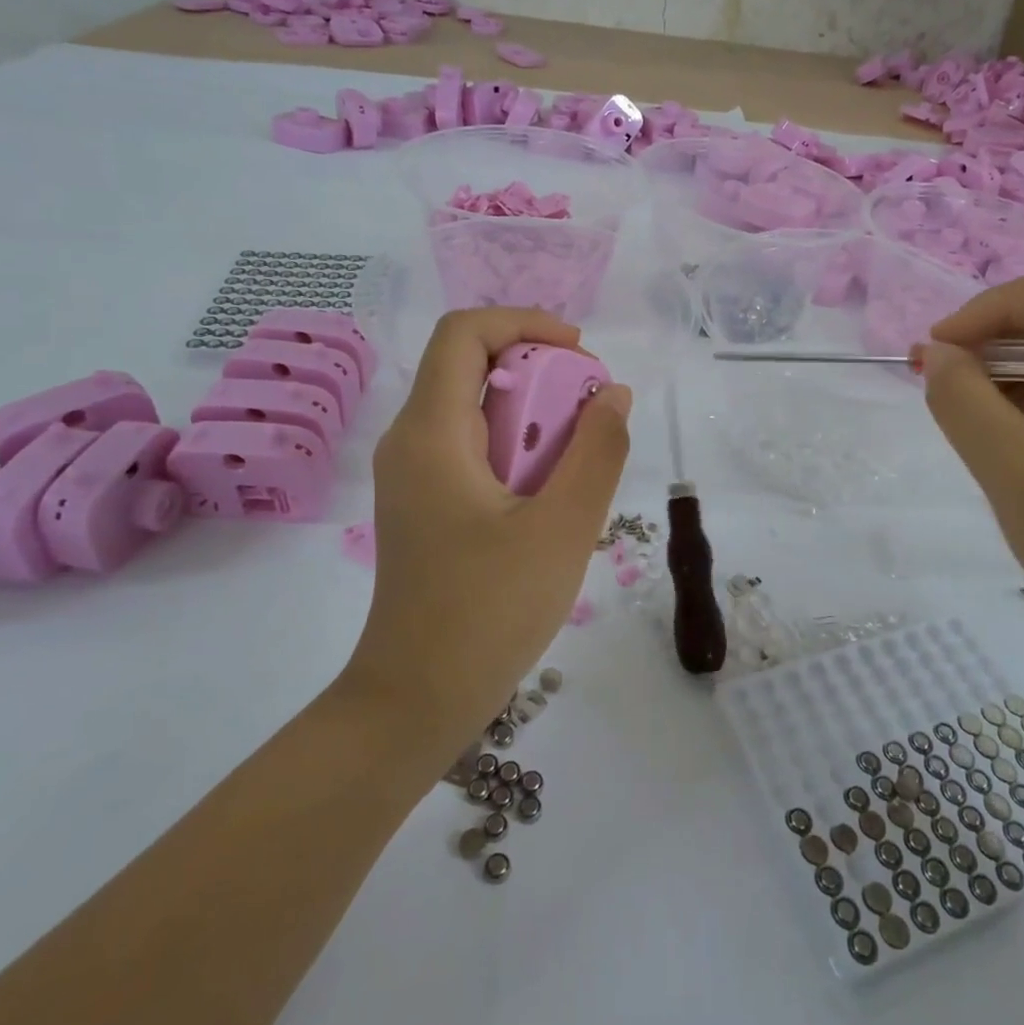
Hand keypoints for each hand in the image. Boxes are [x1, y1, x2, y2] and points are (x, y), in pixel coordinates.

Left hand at [344, 308, 631, 764]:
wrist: (415, 701)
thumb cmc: (488, 613)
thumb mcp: (562, 529)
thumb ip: (597, 452)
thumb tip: (612, 395)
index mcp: (431, 432)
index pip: (464, 332)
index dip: (524, 323)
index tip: (580, 355)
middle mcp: (410, 440)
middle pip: (472, 367)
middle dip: (539, 374)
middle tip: (590, 416)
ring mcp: (412, 475)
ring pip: (475, 408)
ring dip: (532, 416)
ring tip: (576, 461)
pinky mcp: (423, 504)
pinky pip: (471, 447)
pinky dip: (516, 448)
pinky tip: (548, 496)